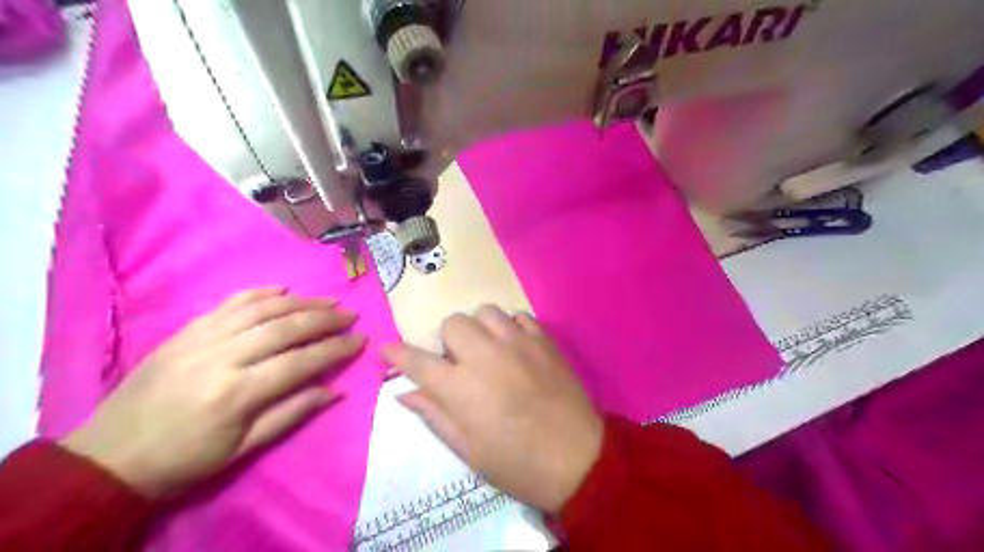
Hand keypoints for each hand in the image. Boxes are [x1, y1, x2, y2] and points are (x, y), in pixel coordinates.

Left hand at [63, 290, 369, 499]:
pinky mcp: (185, 331)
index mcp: (238, 393)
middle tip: (350, 314)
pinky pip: (228, 304)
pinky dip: (258, 293)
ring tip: (327, 299)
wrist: (109, 458)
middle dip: (324, 319)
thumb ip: (291, 414)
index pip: (301, 361)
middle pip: (284, 328)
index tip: (360, 339)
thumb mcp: (243, 449)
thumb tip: (334, 390)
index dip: (335, 349)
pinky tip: (282, 289)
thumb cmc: (185, 460)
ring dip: (300, 301)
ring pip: (260, 310)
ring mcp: (201, 339)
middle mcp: (222, 357)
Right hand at [381, 305, 604, 513]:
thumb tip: (406, 393)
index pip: (417, 361)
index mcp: (461, 388)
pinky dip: (510, 327)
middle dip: (448, 342)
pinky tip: (515, 347)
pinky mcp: (544, 340)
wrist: (577, 458)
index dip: (397, 354)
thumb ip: (434, 415)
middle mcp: (485, 355)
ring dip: (479, 329)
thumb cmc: (517, 463)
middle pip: (452, 323)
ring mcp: (518, 342)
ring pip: (485, 311)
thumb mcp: (468, 450)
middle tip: (460, 364)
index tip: (387, 351)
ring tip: (489, 351)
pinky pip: (519, 316)